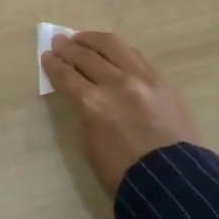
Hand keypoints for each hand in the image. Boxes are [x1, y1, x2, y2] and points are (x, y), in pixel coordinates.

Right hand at [42, 31, 201, 195]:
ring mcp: (142, 78)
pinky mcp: (162, 80)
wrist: (172, 181)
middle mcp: (116, 83)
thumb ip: (84, 113)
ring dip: (93, 39)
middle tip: (59, 41)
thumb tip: (82, 95)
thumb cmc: (123, 173)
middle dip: (69, 47)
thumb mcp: (89, 145)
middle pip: (87, 56)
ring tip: (82, 37)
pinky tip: (111, 49)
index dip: (53, 65)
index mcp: (92, 104)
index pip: (66, 75)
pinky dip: (118, 49)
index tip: (46, 56)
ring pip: (113, 46)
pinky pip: (135, 56)